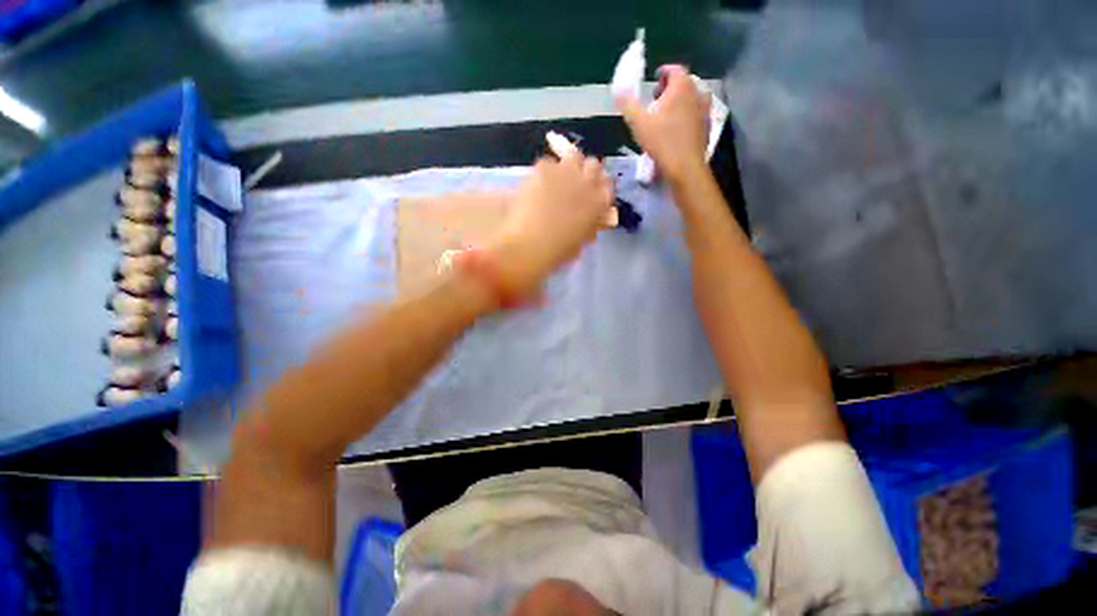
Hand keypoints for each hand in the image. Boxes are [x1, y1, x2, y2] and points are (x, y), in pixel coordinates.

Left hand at [488, 154, 612, 297]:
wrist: (531, 245)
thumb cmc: (557, 251)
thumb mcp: (580, 242)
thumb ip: (589, 226)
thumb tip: (589, 221)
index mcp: (599, 203)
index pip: (607, 184)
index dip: (597, 186)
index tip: (590, 191)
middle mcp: (588, 183)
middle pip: (593, 165)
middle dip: (585, 172)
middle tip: (572, 183)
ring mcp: (566, 172)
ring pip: (573, 157)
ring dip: (567, 167)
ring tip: (554, 181)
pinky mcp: (544, 168)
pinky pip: (547, 163)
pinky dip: (544, 172)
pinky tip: (535, 185)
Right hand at [616, 64, 710, 183]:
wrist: (685, 167)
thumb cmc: (662, 142)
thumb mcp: (638, 123)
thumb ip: (628, 103)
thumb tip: (618, 88)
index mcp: (681, 86)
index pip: (674, 69)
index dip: (663, 72)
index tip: (654, 80)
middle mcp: (697, 93)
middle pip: (684, 82)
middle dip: (669, 88)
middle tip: (656, 99)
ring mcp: (704, 110)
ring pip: (691, 98)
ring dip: (679, 102)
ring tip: (666, 114)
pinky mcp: (706, 126)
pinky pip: (695, 114)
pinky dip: (686, 115)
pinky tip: (676, 129)